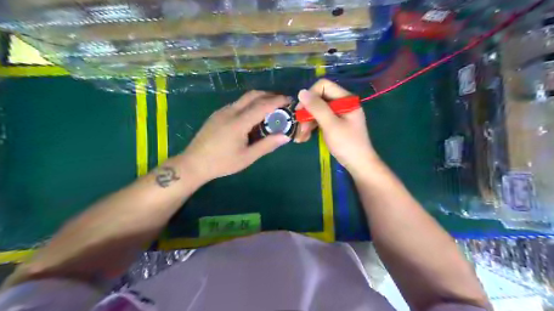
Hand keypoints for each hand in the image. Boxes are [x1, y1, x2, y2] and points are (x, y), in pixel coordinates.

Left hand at [179, 90, 291, 181]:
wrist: (194, 163)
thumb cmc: (222, 163)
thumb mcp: (247, 157)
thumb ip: (267, 145)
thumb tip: (285, 136)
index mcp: (239, 122)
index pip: (262, 105)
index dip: (278, 101)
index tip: (290, 101)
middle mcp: (230, 111)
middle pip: (253, 95)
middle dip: (269, 95)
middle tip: (282, 102)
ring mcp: (222, 111)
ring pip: (244, 98)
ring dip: (259, 99)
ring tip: (270, 109)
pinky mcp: (217, 114)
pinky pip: (237, 104)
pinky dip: (249, 104)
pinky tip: (252, 116)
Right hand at [294, 79, 381, 175]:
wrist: (359, 164)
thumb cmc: (347, 144)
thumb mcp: (331, 125)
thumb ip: (317, 107)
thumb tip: (301, 92)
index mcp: (345, 99)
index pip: (323, 86)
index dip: (310, 95)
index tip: (301, 110)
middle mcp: (342, 103)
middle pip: (319, 99)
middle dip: (307, 112)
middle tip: (299, 127)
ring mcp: (338, 114)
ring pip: (317, 110)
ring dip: (307, 122)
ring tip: (300, 136)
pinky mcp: (335, 124)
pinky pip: (320, 120)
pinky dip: (312, 127)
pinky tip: (304, 137)